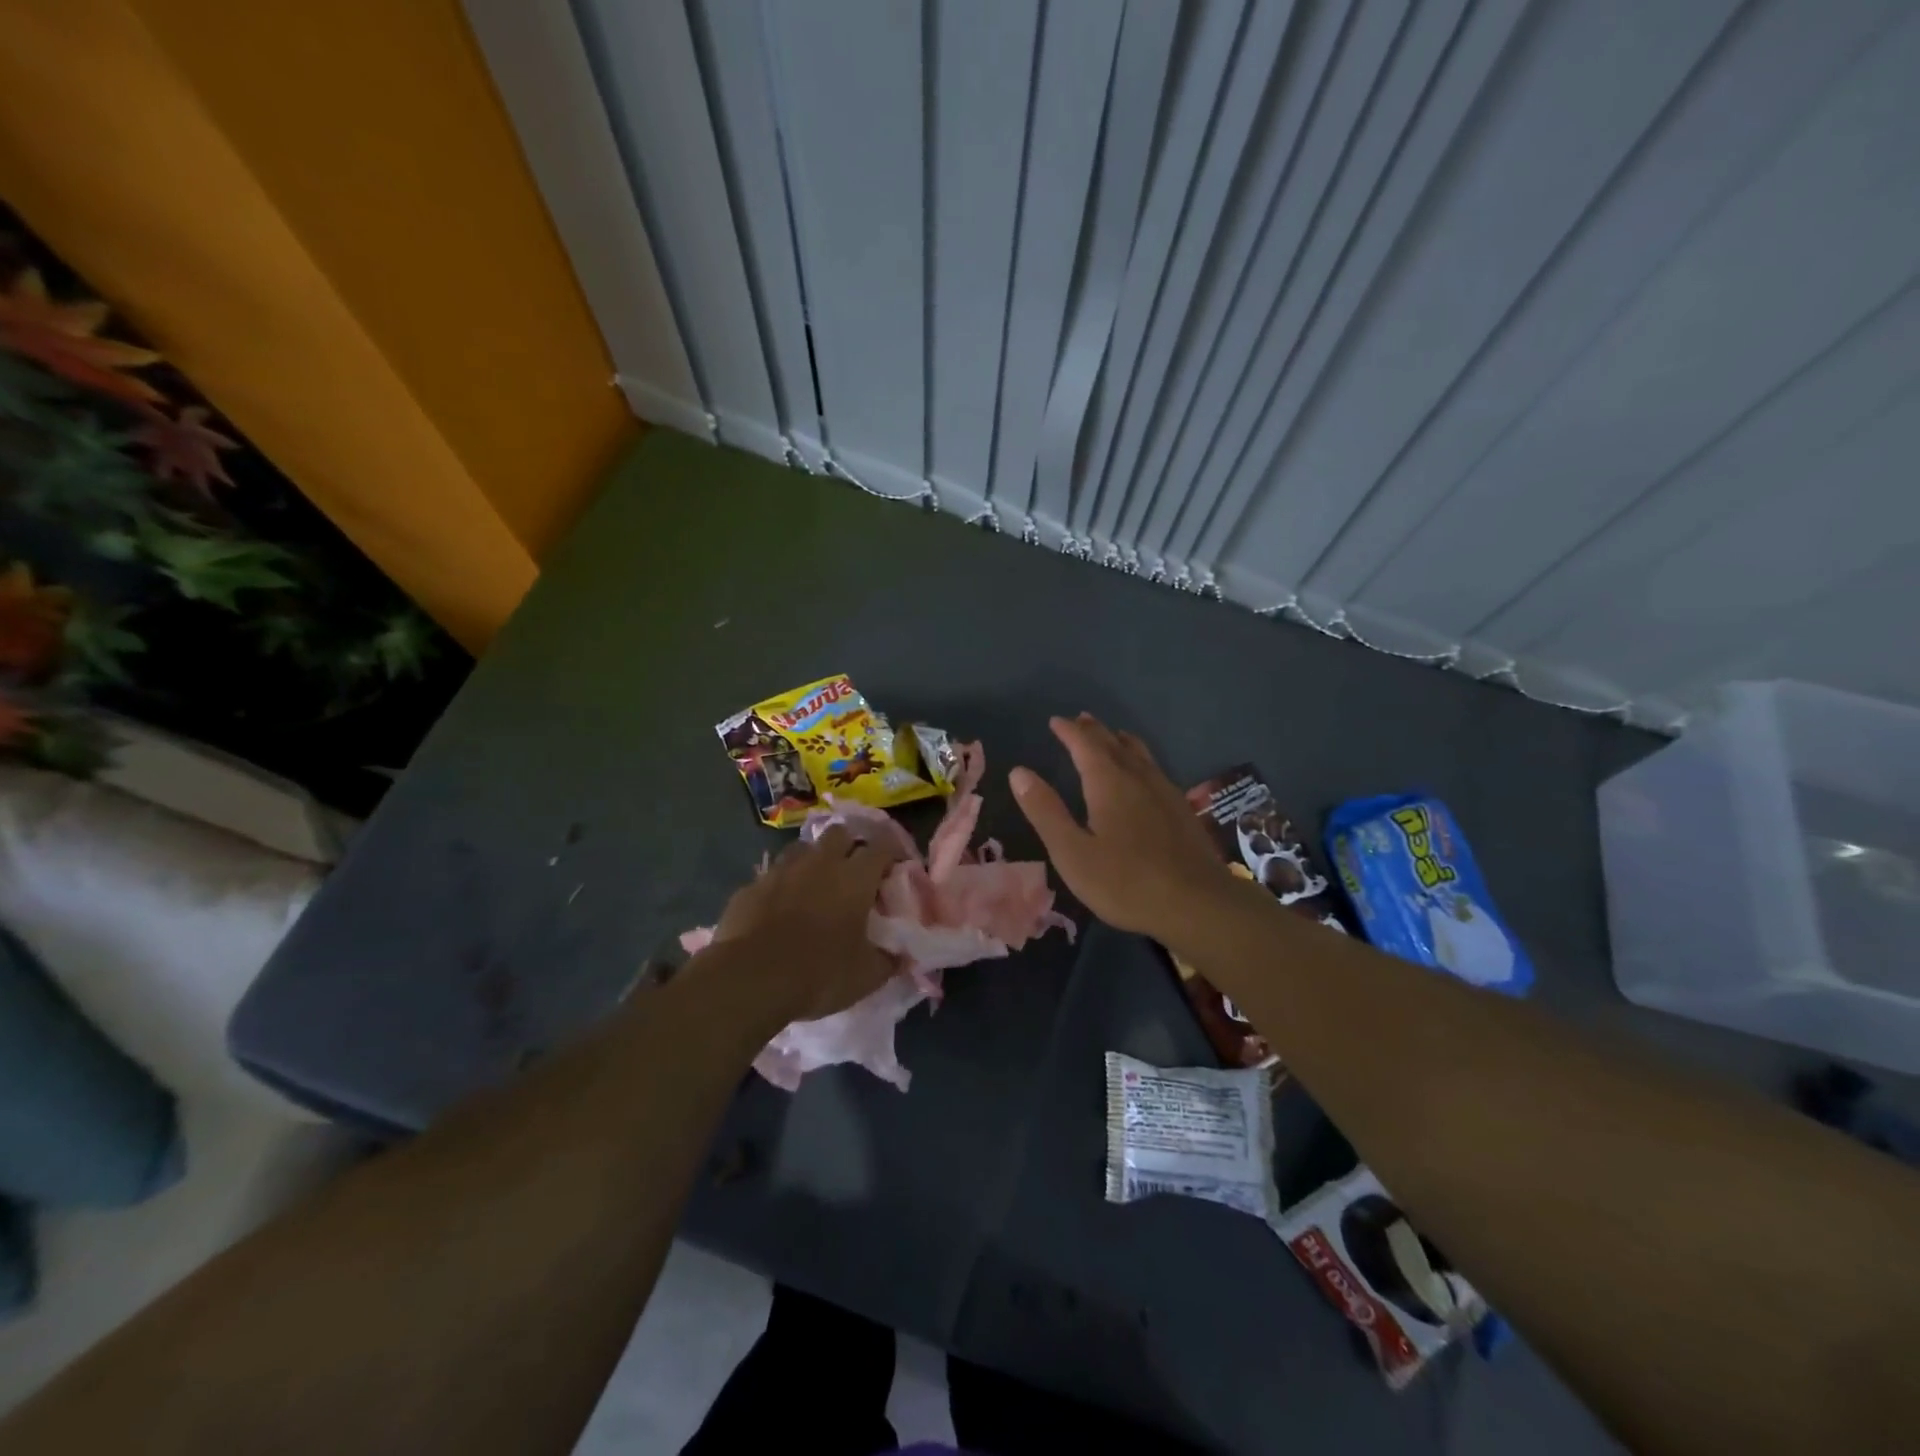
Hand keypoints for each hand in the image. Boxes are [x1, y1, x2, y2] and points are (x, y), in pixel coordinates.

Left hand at [703, 825, 897, 1022]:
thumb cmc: (820, 973)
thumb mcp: (867, 976)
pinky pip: (772, 876)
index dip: (892, 852)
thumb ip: (888, 960)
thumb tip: (900, 956)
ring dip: (813, 860)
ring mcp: (781, 870)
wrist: (750, 980)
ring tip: (816, 884)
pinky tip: (779, 908)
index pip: (882, 846)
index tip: (896, 867)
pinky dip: (781, 886)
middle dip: (850, 845)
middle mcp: (820, 863)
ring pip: (803, 848)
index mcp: (855, 877)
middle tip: (854, 870)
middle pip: (840, 833)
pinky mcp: (751, 886)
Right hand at [1010, 714, 1246, 941]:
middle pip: (1113, 744)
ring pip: (1139, 754)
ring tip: (1112, 734)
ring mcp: (1165, 792)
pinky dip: (1140, 758)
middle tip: (1080, 720)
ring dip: (1120, 740)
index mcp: (1108, 783)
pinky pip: (1155, 769)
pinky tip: (1145, 773)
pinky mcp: (1181, 809)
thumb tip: (1019, 772)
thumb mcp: (1072, 853)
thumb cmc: (1125, 882)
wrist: (1198, 904)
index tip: (1055, 721)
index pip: (1084, 745)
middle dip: (1094, 731)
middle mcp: (1138, 778)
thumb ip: (1046, 811)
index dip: (1069, 731)